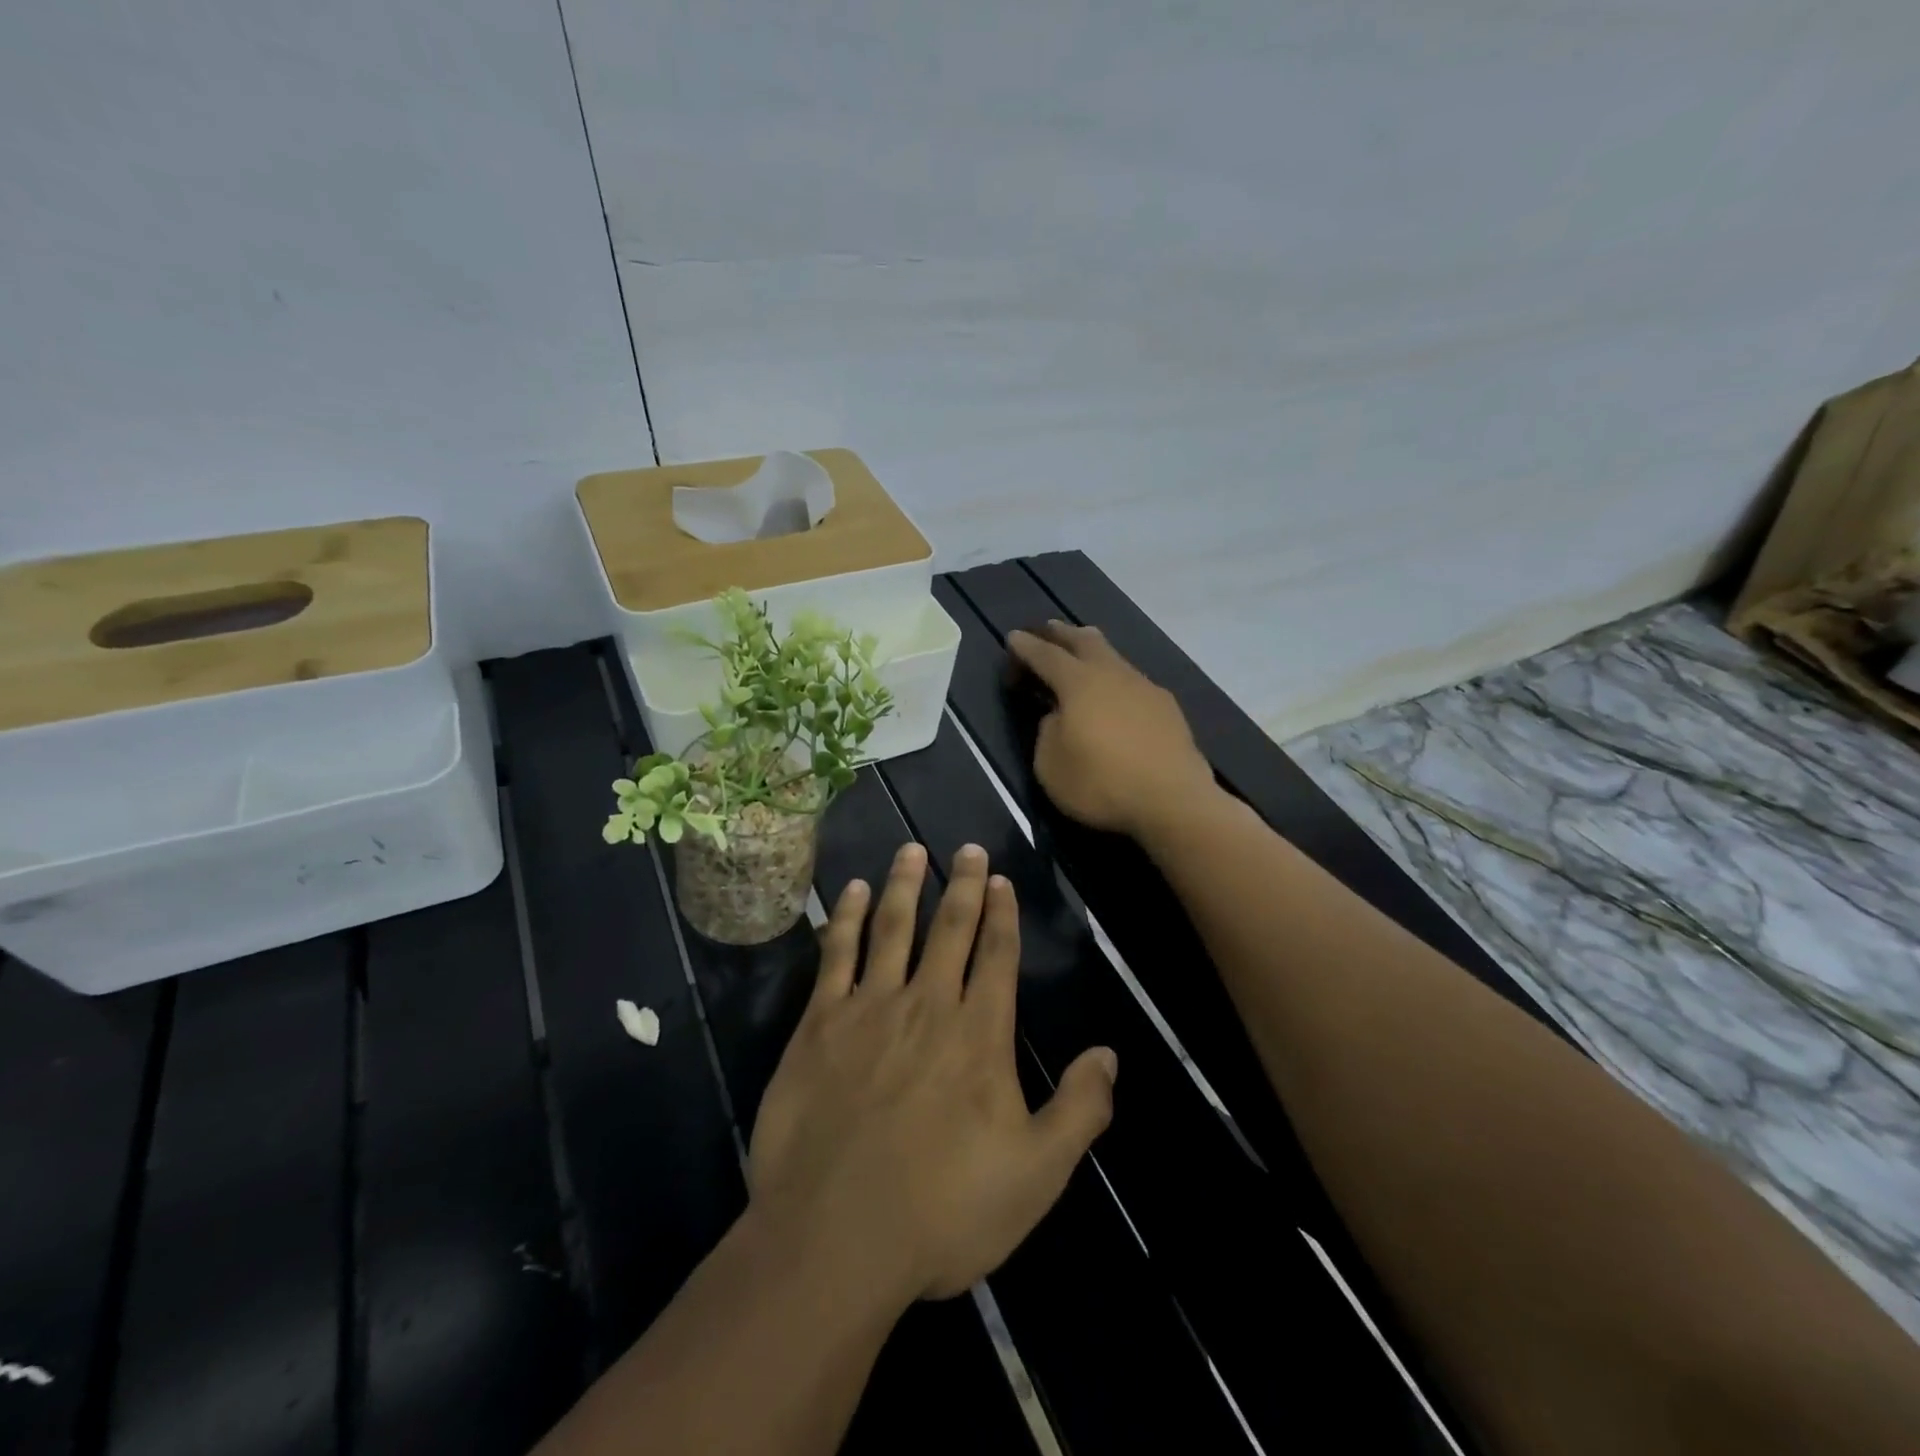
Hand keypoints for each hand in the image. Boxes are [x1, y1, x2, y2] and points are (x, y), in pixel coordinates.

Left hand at [748, 842, 1117, 1303]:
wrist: (835, 1238)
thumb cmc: (943, 1210)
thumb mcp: (1036, 1175)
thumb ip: (1079, 1110)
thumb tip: (1108, 1054)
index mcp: (979, 1034)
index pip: (997, 956)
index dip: (1002, 915)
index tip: (1001, 879)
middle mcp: (928, 1005)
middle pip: (950, 929)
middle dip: (962, 885)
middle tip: (967, 847)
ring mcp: (869, 1009)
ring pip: (892, 928)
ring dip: (903, 885)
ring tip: (911, 849)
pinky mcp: (819, 1024)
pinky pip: (835, 955)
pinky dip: (843, 918)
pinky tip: (848, 892)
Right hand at [1007, 621, 1217, 838]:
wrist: (1173, 801)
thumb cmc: (1101, 783)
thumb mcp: (1050, 765)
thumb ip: (1047, 732)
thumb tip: (1058, 716)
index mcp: (1078, 683)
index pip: (1046, 655)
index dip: (1026, 646)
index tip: (1013, 637)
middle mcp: (1113, 674)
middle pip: (1085, 641)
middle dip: (1062, 634)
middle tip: (1048, 629)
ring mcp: (1145, 687)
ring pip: (1113, 657)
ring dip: (1093, 652)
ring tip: (1082, 654)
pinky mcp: (1167, 707)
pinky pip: (1133, 681)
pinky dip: (1115, 679)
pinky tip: (1116, 695)